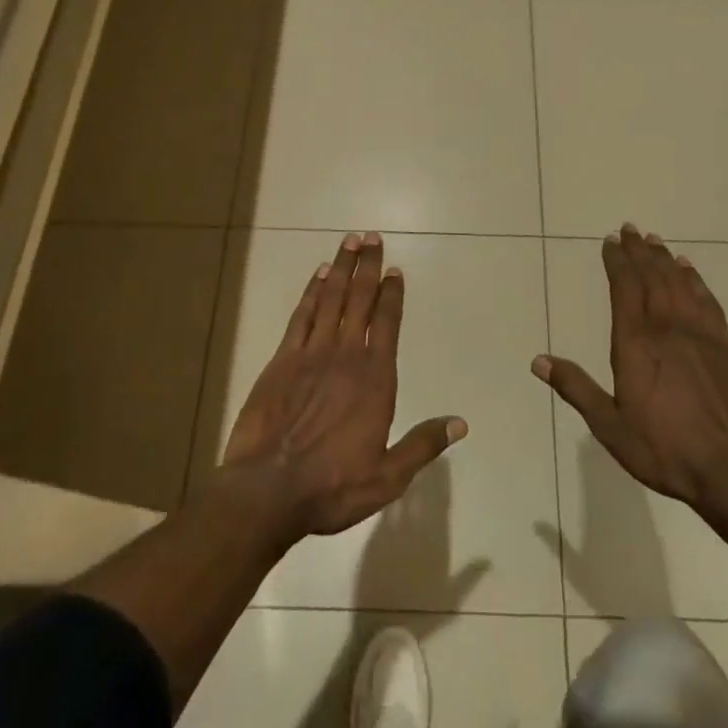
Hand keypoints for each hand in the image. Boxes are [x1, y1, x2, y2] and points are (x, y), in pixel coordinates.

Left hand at [222, 232, 466, 540]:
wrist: (267, 490)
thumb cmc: (332, 485)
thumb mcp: (388, 476)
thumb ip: (423, 445)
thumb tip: (460, 423)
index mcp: (375, 379)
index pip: (387, 324)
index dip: (392, 294)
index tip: (395, 270)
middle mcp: (345, 356)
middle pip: (360, 300)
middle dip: (368, 267)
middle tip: (372, 237)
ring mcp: (311, 354)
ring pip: (331, 299)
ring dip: (342, 269)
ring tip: (350, 242)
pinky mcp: (282, 360)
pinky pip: (301, 316)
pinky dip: (311, 292)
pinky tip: (319, 275)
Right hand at [534, 224, 727, 508]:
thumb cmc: (665, 449)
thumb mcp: (610, 426)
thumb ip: (576, 388)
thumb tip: (538, 361)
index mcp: (636, 343)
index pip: (624, 288)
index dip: (616, 261)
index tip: (610, 241)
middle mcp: (667, 328)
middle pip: (652, 277)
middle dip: (639, 251)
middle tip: (630, 229)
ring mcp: (700, 334)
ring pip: (679, 284)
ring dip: (665, 259)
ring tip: (655, 240)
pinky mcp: (726, 347)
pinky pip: (707, 301)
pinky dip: (696, 280)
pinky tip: (690, 270)